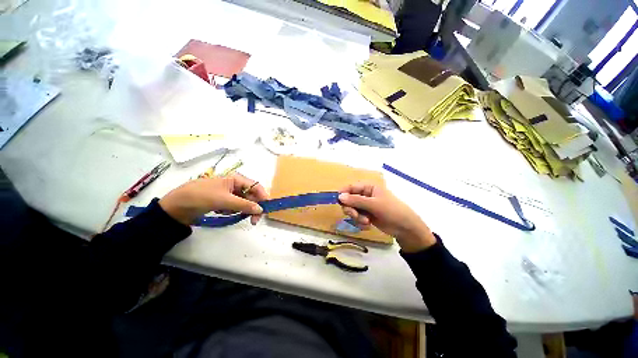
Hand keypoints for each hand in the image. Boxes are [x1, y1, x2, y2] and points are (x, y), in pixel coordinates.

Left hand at [159, 174, 268, 225]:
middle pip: (252, 195)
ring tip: (234, 215)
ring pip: (244, 202)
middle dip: (254, 207)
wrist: (175, 206)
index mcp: (236, 179)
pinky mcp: (223, 202)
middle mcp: (235, 185)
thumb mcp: (224, 200)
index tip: (266, 208)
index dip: (263, 196)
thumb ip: (244, 204)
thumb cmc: (200, 196)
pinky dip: (234, 211)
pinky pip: (236, 207)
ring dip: (243, 210)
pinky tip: (224, 212)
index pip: (256, 186)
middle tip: (254, 221)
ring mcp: (229, 194)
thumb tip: (261, 209)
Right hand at [338, 183, 435, 252]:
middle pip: (349, 199)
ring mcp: (365, 206)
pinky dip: (360, 222)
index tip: (338, 201)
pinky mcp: (366, 215)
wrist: (405, 228)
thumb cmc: (392, 210)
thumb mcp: (374, 204)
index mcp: (368, 187)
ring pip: (352, 209)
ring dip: (356, 217)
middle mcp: (365, 195)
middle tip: (355, 215)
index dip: (343, 193)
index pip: (351, 187)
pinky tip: (367, 225)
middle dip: (351, 209)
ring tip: (365, 222)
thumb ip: (356, 200)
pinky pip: (356, 217)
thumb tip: (339, 196)